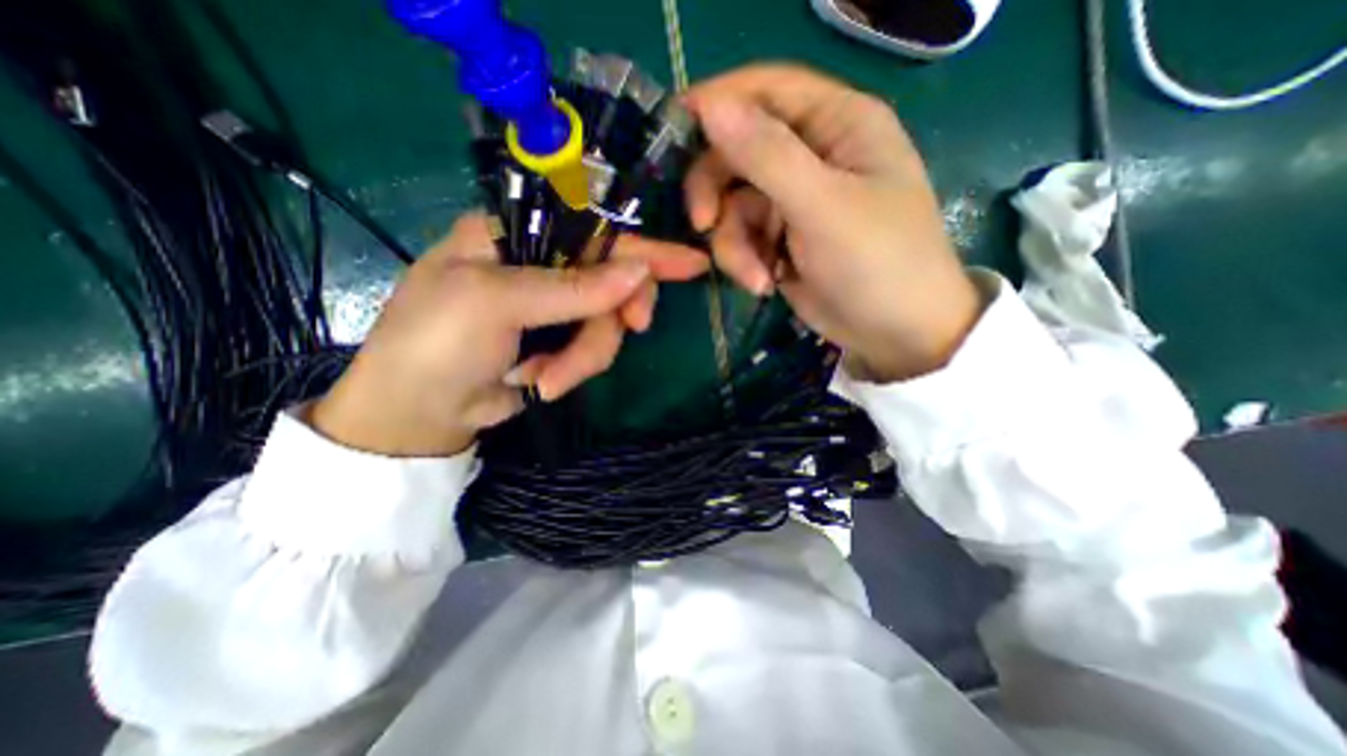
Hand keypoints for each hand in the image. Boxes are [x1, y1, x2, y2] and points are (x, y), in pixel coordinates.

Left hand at [311, 213, 708, 453]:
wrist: (419, 413)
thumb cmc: (436, 342)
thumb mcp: (496, 304)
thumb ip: (570, 288)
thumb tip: (639, 272)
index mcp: (518, 234)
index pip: (596, 229)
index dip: (645, 246)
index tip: (691, 263)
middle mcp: (543, 265)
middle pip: (612, 280)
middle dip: (616, 314)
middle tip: (632, 328)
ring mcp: (555, 307)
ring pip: (607, 324)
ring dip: (585, 356)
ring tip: (546, 379)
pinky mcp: (561, 342)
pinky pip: (595, 350)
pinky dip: (574, 370)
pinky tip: (541, 384)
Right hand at [684, 62, 981, 379]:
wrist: (893, 333)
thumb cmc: (877, 262)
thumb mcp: (823, 207)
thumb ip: (767, 155)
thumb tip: (710, 105)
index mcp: (836, 123)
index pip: (765, 89)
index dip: (718, 103)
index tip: (673, 129)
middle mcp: (811, 154)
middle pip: (737, 151)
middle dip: (715, 191)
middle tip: (703, 223)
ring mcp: (792, 200)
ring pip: (732, 204)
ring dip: (732, 244)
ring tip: (755, 277)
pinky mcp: (780, 238)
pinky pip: (740, 237)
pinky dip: (743, 262)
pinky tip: (763, 285)